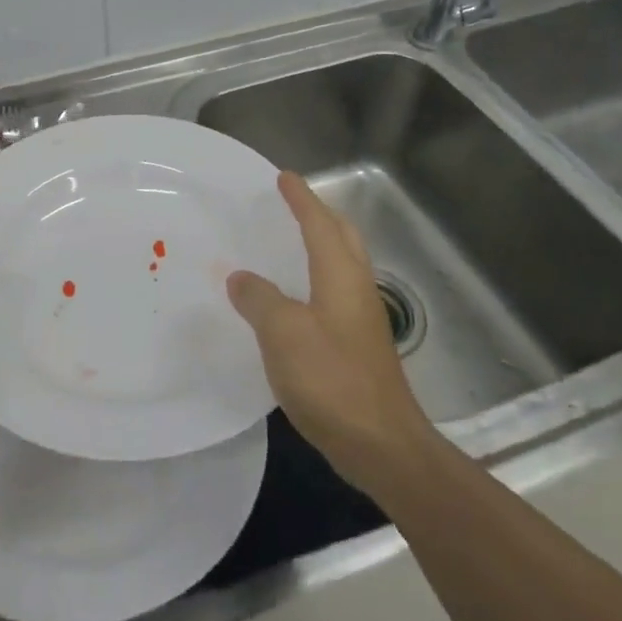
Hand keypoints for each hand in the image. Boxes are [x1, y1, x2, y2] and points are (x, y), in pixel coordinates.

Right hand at [226, 172, 433, 496]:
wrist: (380, 443)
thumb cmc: (331, 379)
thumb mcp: (282, 333)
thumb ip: (259, 299)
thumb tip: (241, 278)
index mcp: (341, 276)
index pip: (320, 223)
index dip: (301, 199)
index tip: (284, 177)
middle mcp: (357, 289)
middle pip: (344, 237)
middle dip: (320, 215)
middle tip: (292, 204)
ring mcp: (362, 318)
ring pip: (343, 264)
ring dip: (321, 244)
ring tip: (290, 242)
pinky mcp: (358, 345)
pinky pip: (335, 292)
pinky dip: (316, 277)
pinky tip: (294, 299)